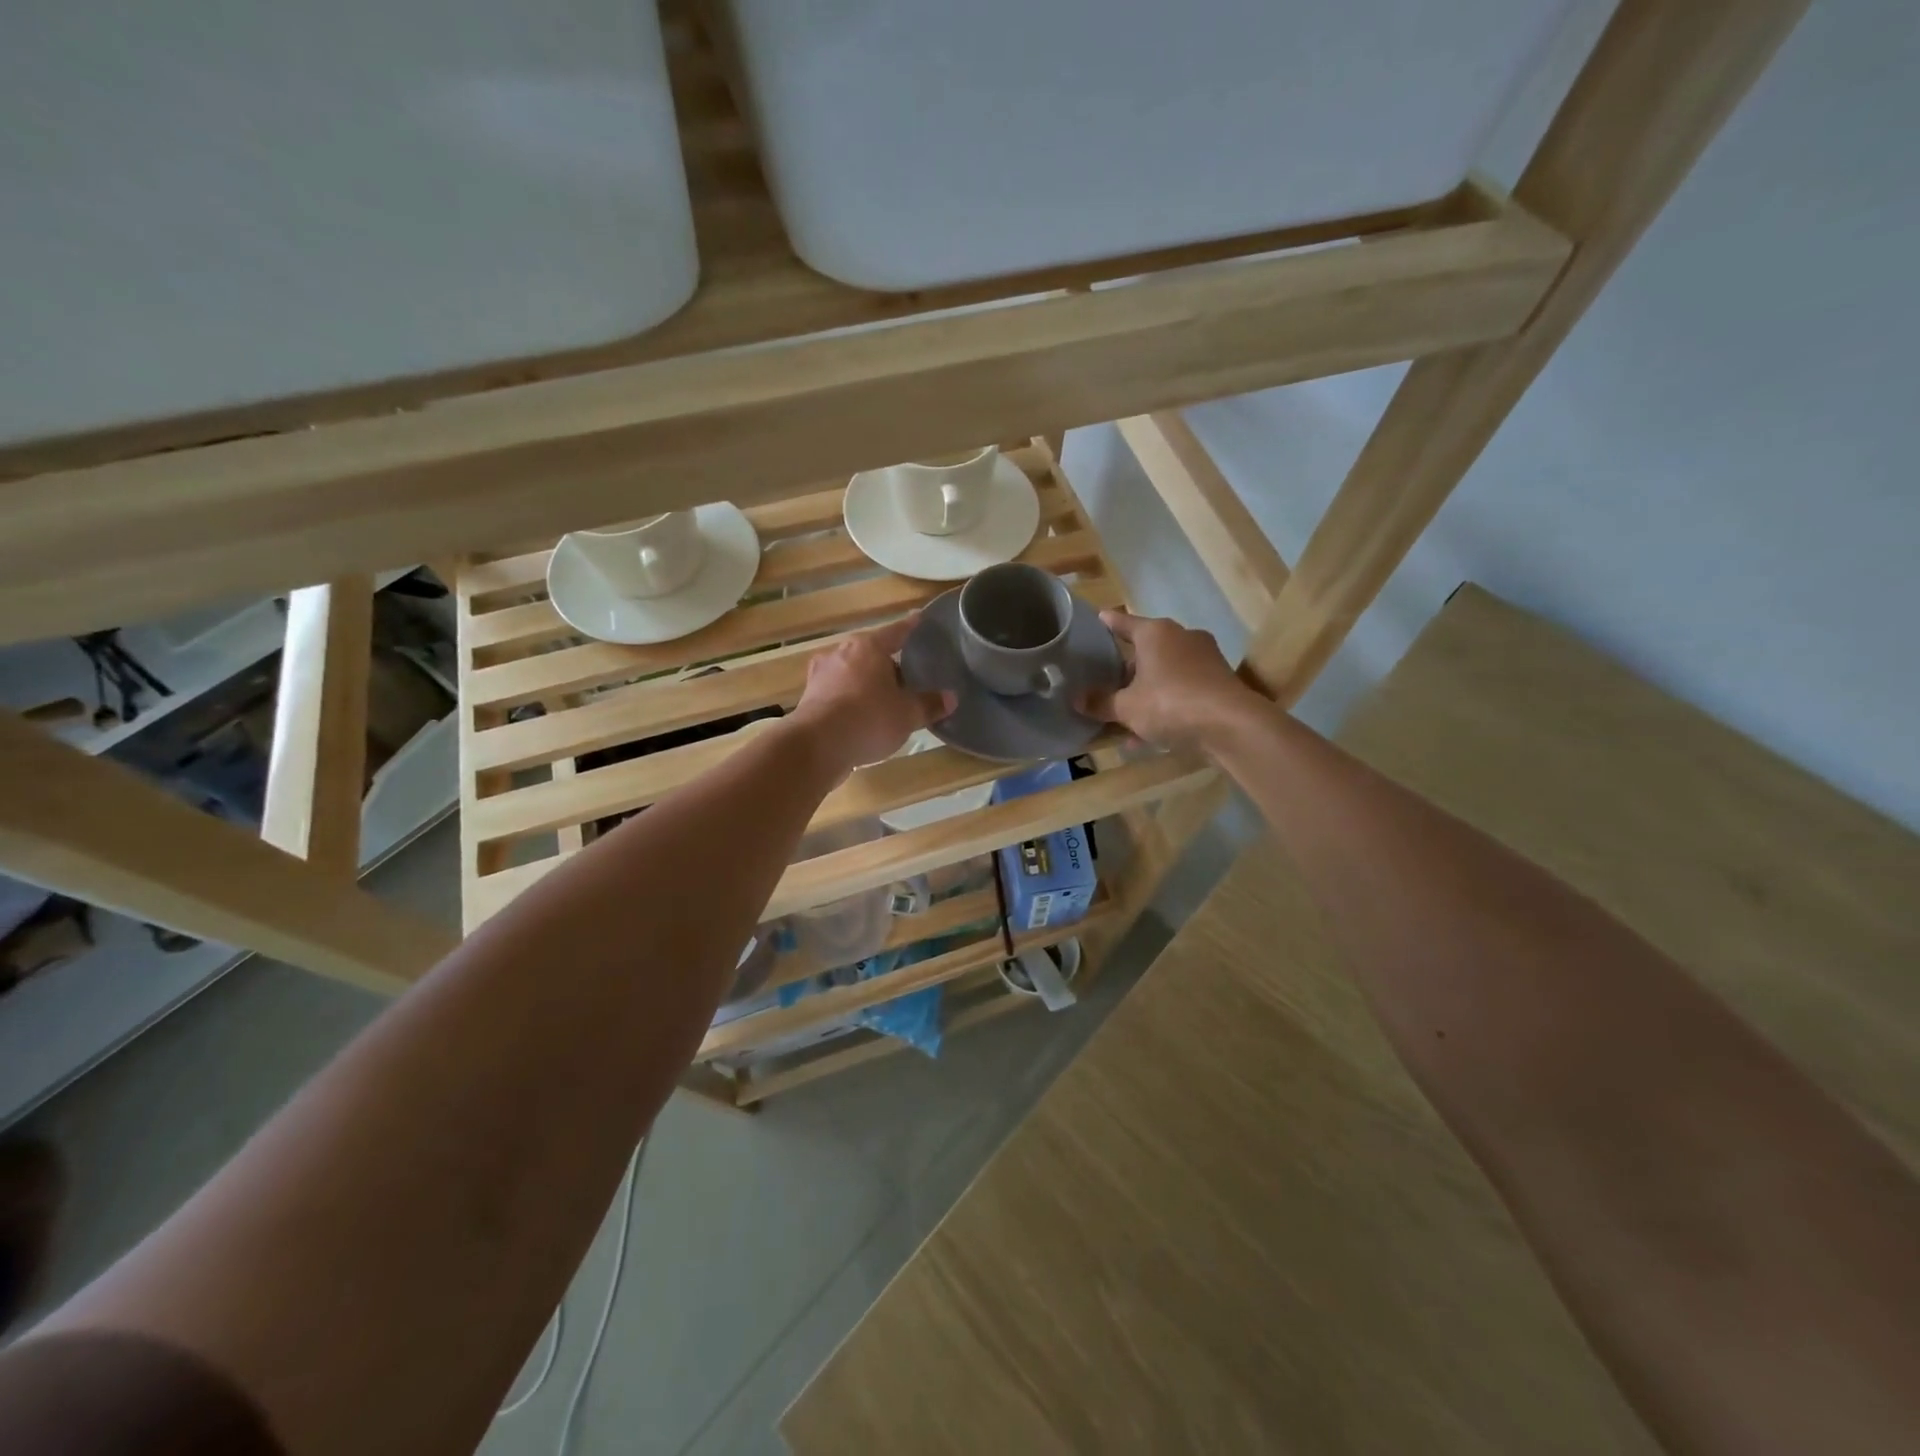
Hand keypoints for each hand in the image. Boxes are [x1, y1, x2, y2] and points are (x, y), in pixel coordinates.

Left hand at [789, 617, 954, 770]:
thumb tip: (951, 698)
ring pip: (852, 673)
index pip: (895, 632)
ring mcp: (821, 676)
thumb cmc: (869, 719)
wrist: (817, 746)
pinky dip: (851, 701)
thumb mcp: (907, 714)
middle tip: (906, 674)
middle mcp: (841, 654)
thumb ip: (929, 704)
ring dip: (867, 683)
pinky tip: (861, 717)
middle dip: (887, 663)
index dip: (910, 627)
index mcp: (868, 648)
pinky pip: (838, 694)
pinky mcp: (809, 699)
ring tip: (884, 699)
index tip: (918, 619)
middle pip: (870, 653)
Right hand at [1079, 610, 1255, 751]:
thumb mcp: (1127, 707)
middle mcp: (1181, 637)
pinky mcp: (1219, 681)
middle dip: (1127, 672)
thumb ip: (1101, 702)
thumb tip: (1077, 699)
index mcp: (1156, 633)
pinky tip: (1151, 735)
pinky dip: (1166, 706)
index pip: (1125, 623)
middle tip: (1107, 686)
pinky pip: (1182, 690)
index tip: (1099, 618)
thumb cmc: (1170, 703)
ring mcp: (1204, 658)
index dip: (1109, 623)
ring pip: (1164, 674)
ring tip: (1125, 721)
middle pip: (1146, 651)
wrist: (1232, 725)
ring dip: (1146, 694)